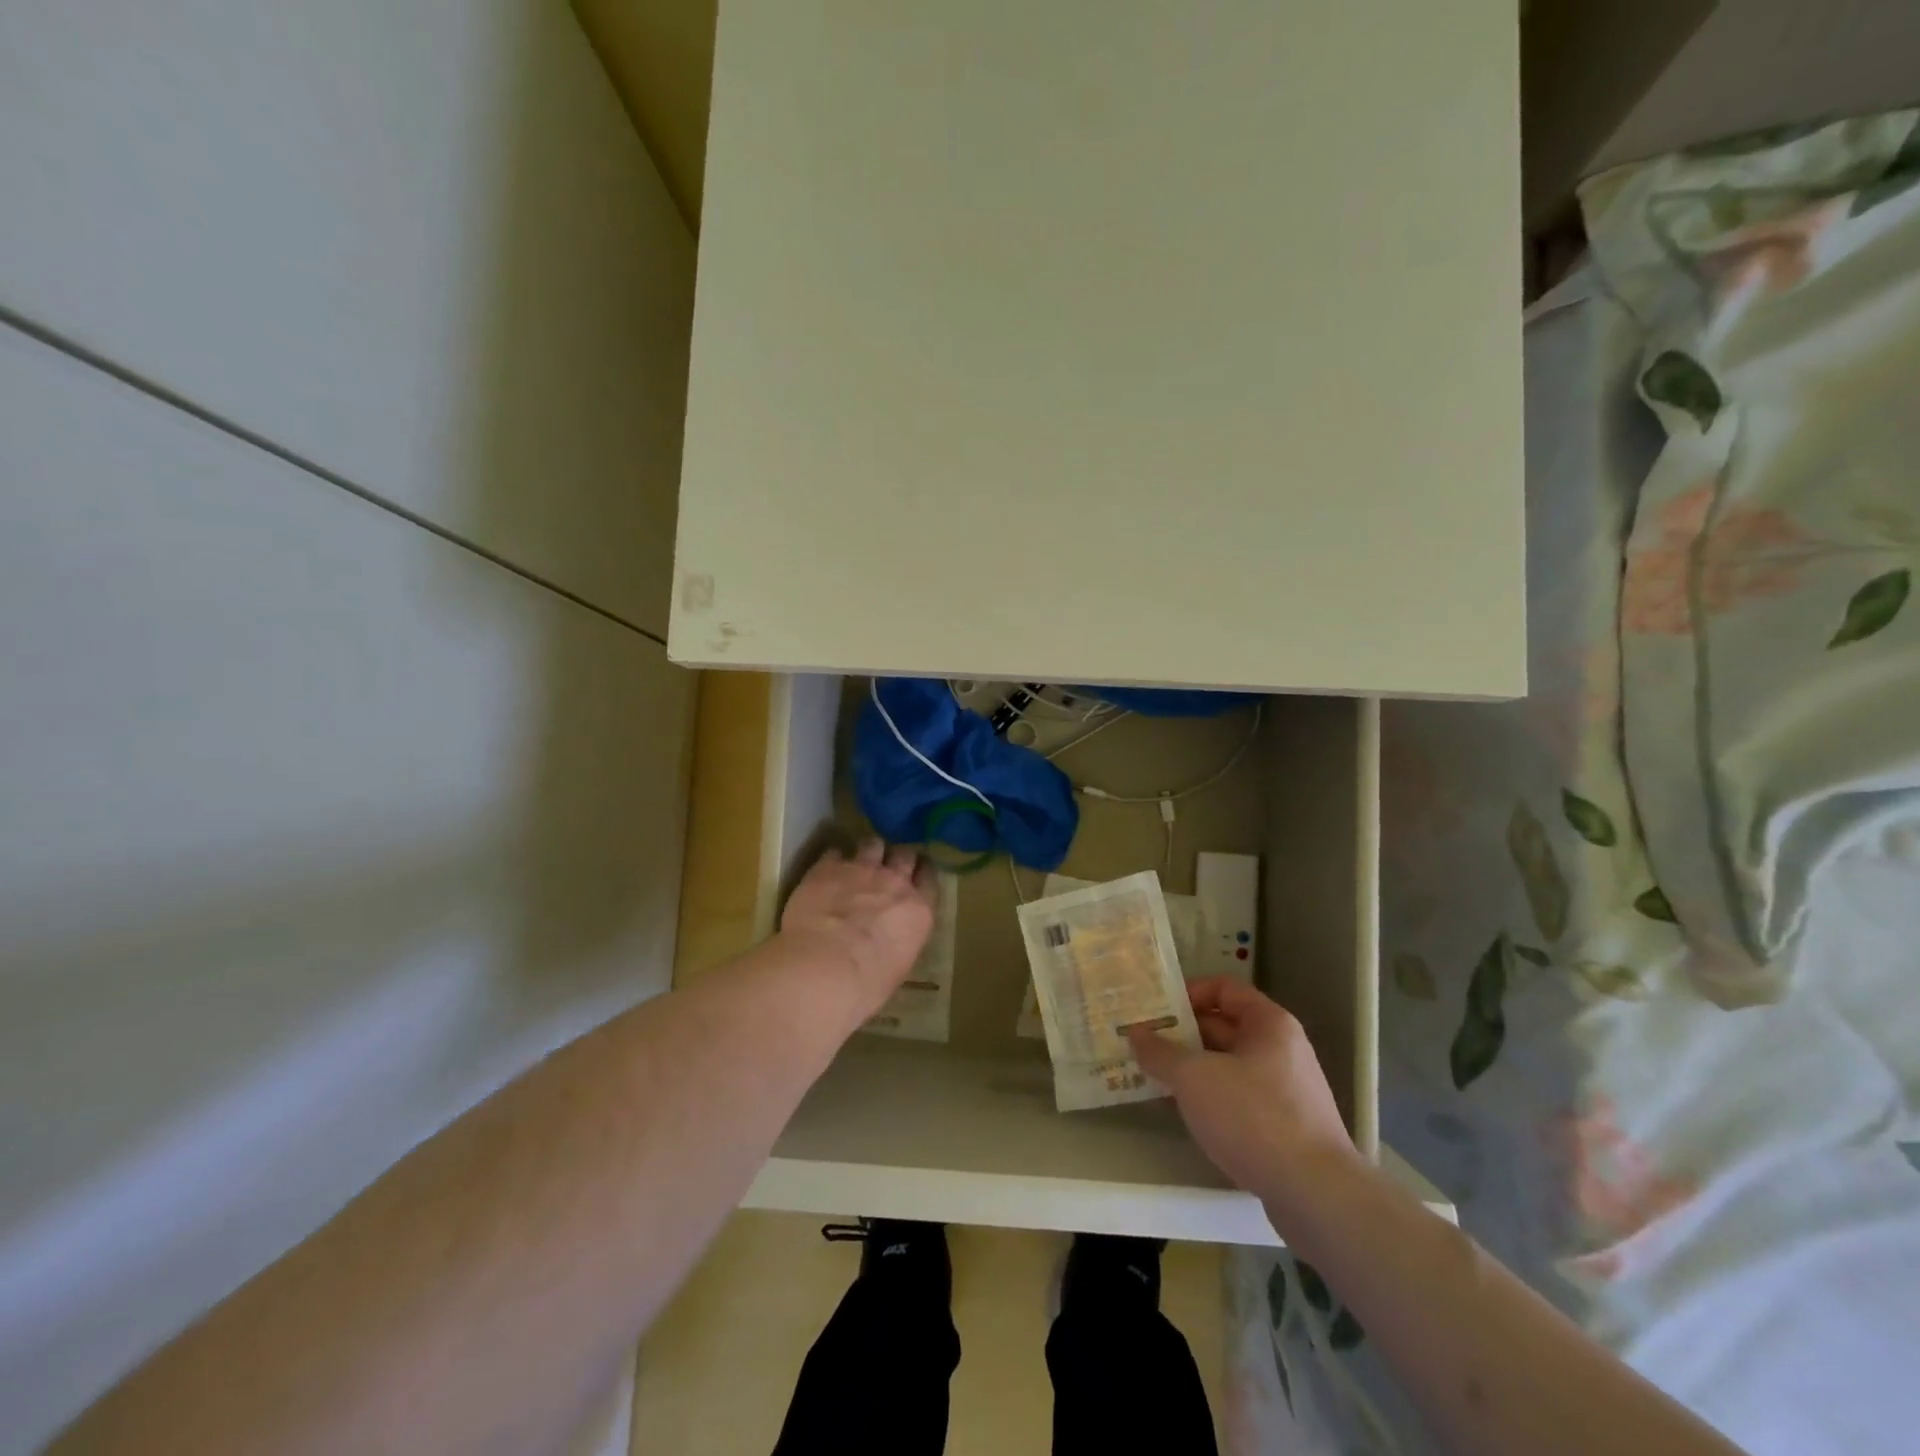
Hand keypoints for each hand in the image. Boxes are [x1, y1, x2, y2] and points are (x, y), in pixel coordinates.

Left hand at [779, 838, 938, 1015]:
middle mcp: (895, 882)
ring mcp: (861, 869)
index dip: (922, 874)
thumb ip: (899, 941)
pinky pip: (834, 852)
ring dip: (868, 851)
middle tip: (888, 866)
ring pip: (872, 844)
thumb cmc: (867, 983)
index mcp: (918, 910)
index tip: (916, 876)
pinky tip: (826, 869)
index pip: (930, 879)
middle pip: (905, 854)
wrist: (825, 967)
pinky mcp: (828, 867)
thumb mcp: (897, 967)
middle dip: (898, 857)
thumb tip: (890, 942)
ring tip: (859, 861)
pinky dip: (833, 859)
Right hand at [1129, 978, 1358, 1199]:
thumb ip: (1161, 1052)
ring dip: (1192, 1068)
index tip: (1155, 1010)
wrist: (1315, 1194)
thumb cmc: (1254, 1116)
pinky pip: (1238, 1097)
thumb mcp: (1194, 1078)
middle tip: (1142, 1042)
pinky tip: (1184, 1111)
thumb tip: (1136, 1034)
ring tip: (1153, 1075)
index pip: (1223, 988)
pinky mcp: (1285, 1127)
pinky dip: (1210, 1097)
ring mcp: (1286, 1090)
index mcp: (1269, 1023)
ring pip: (1228, 1065)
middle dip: (1182, 1033)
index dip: (1187, 993)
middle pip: (1224, 1026)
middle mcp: (1281, 1049)